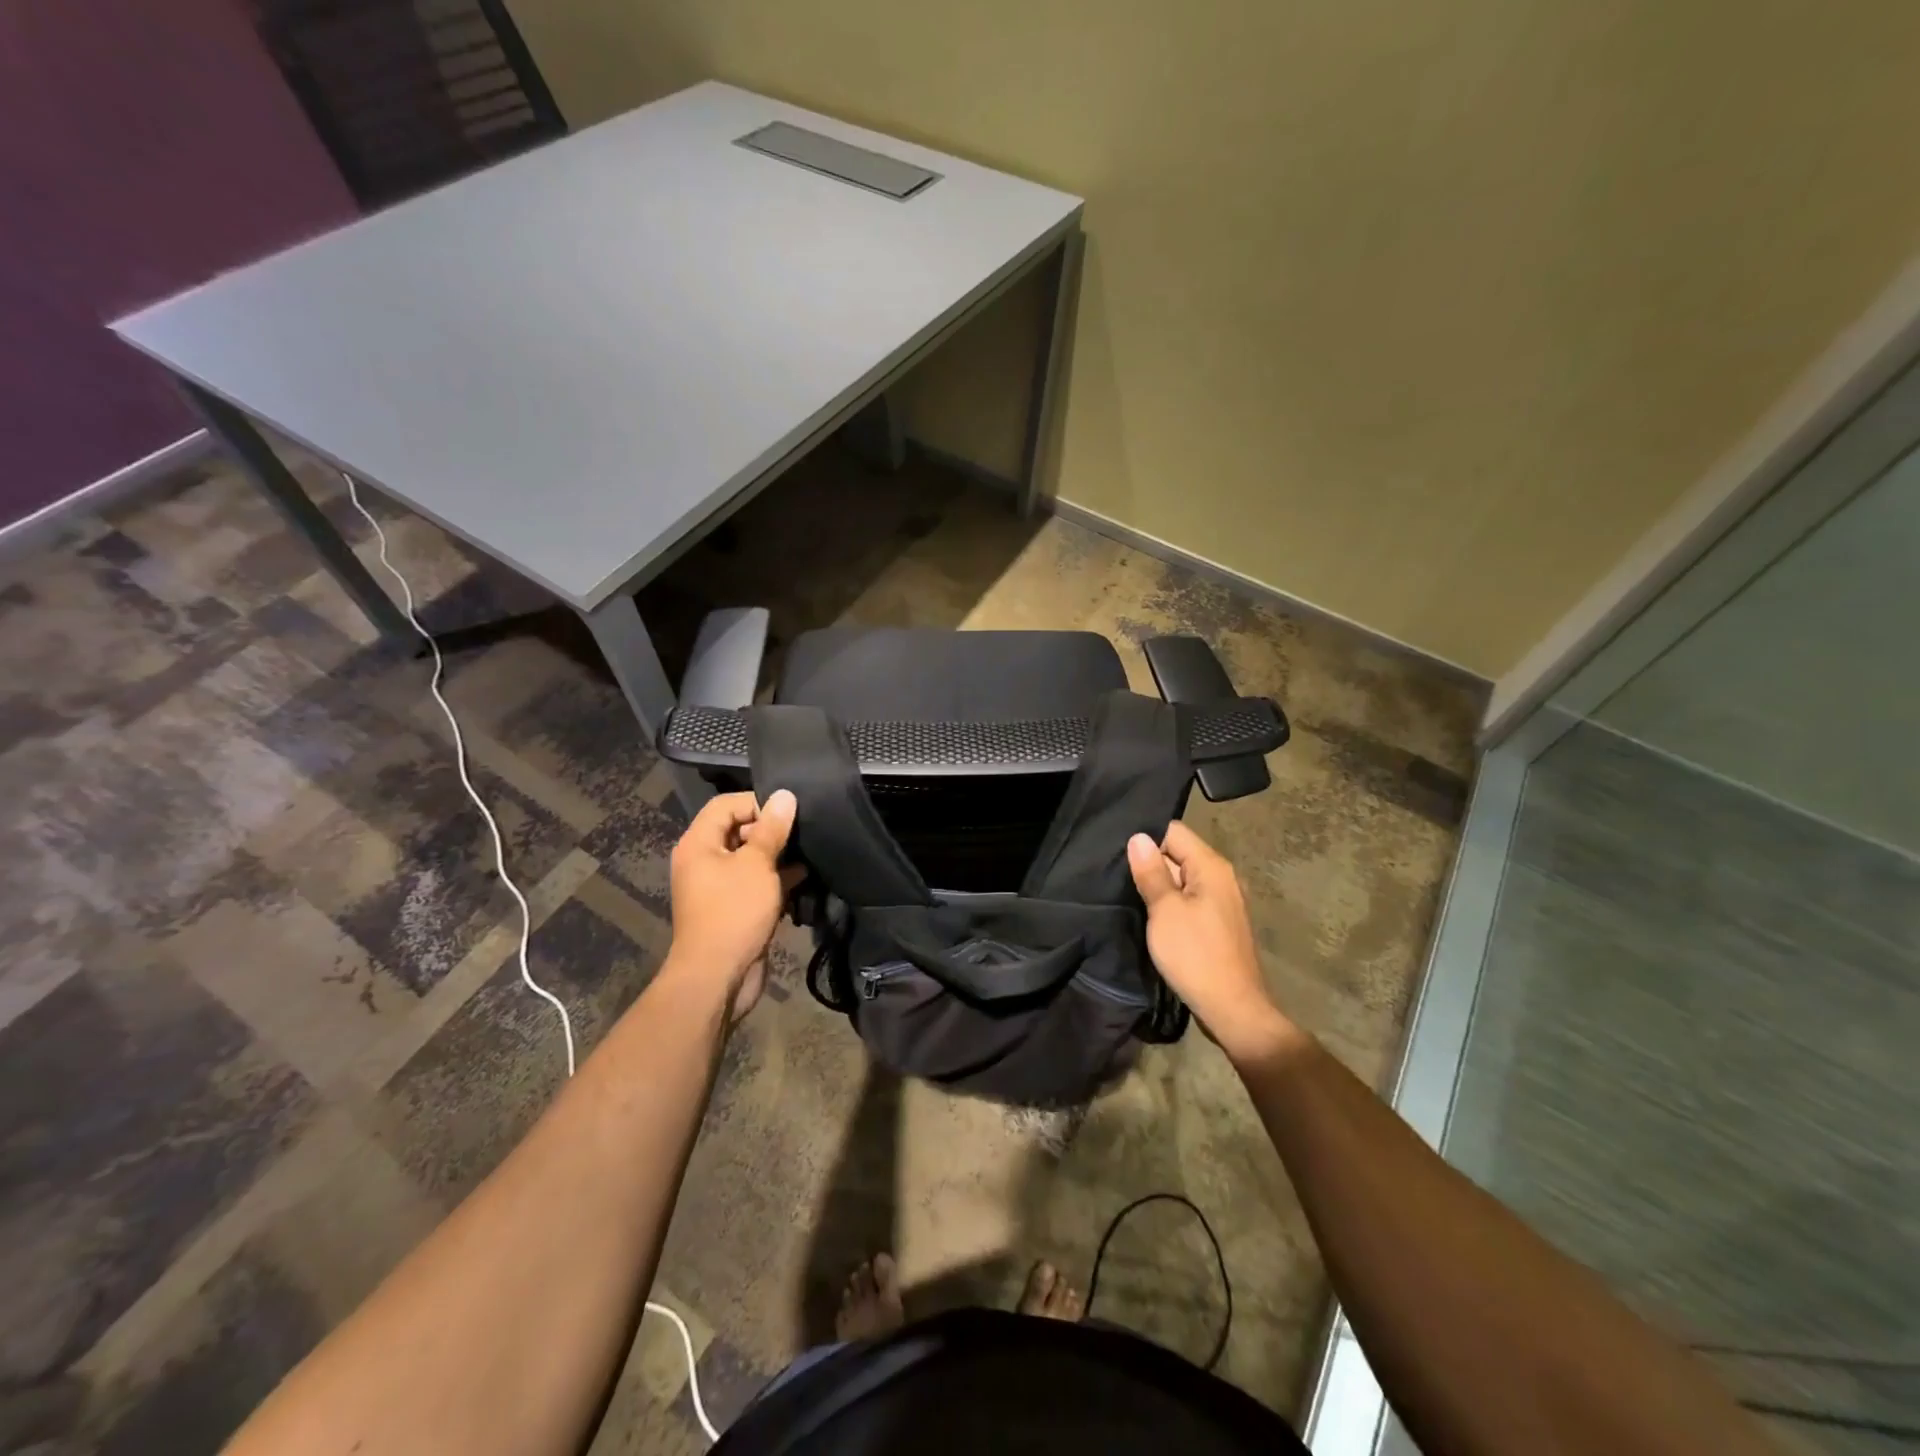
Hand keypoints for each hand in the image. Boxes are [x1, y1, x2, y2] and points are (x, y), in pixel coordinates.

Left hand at [666, 789, 798, 1020]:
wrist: (718, 977)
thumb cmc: (734, 912)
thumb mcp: (757, 864)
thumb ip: (772, 829)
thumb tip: (784, 795)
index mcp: (699, 843)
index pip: (726, 805)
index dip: (757, 803)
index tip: (788, 812)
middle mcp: (704, 860)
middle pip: (738, 829)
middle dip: (771, 830)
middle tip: (802, 831)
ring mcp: (719, 886)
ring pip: (751, 858)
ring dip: (778, 855)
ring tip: (809, 851)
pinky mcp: (735, 908)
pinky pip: (756, 883)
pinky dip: (777, 879)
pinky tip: (805, 877)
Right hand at [1127, 822, 1289, 1060]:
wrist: (1233, 1009)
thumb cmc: (1195, 955)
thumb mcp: (1165, 911)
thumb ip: (1151, 872)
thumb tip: (1138, 837)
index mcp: (1211, 866)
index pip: (1173, 831)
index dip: (1146, 839)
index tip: (1119, 854)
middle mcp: (1222, 876)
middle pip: (1179, 854)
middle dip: (1151, 863)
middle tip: (1117, 876)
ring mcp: (1223, 900)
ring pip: (1183, 879)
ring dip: (1160, 886)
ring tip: (1129, 894)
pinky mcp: (1219, 923)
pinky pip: (1190, 899)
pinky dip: (1172, 904)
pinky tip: (1152, 917)